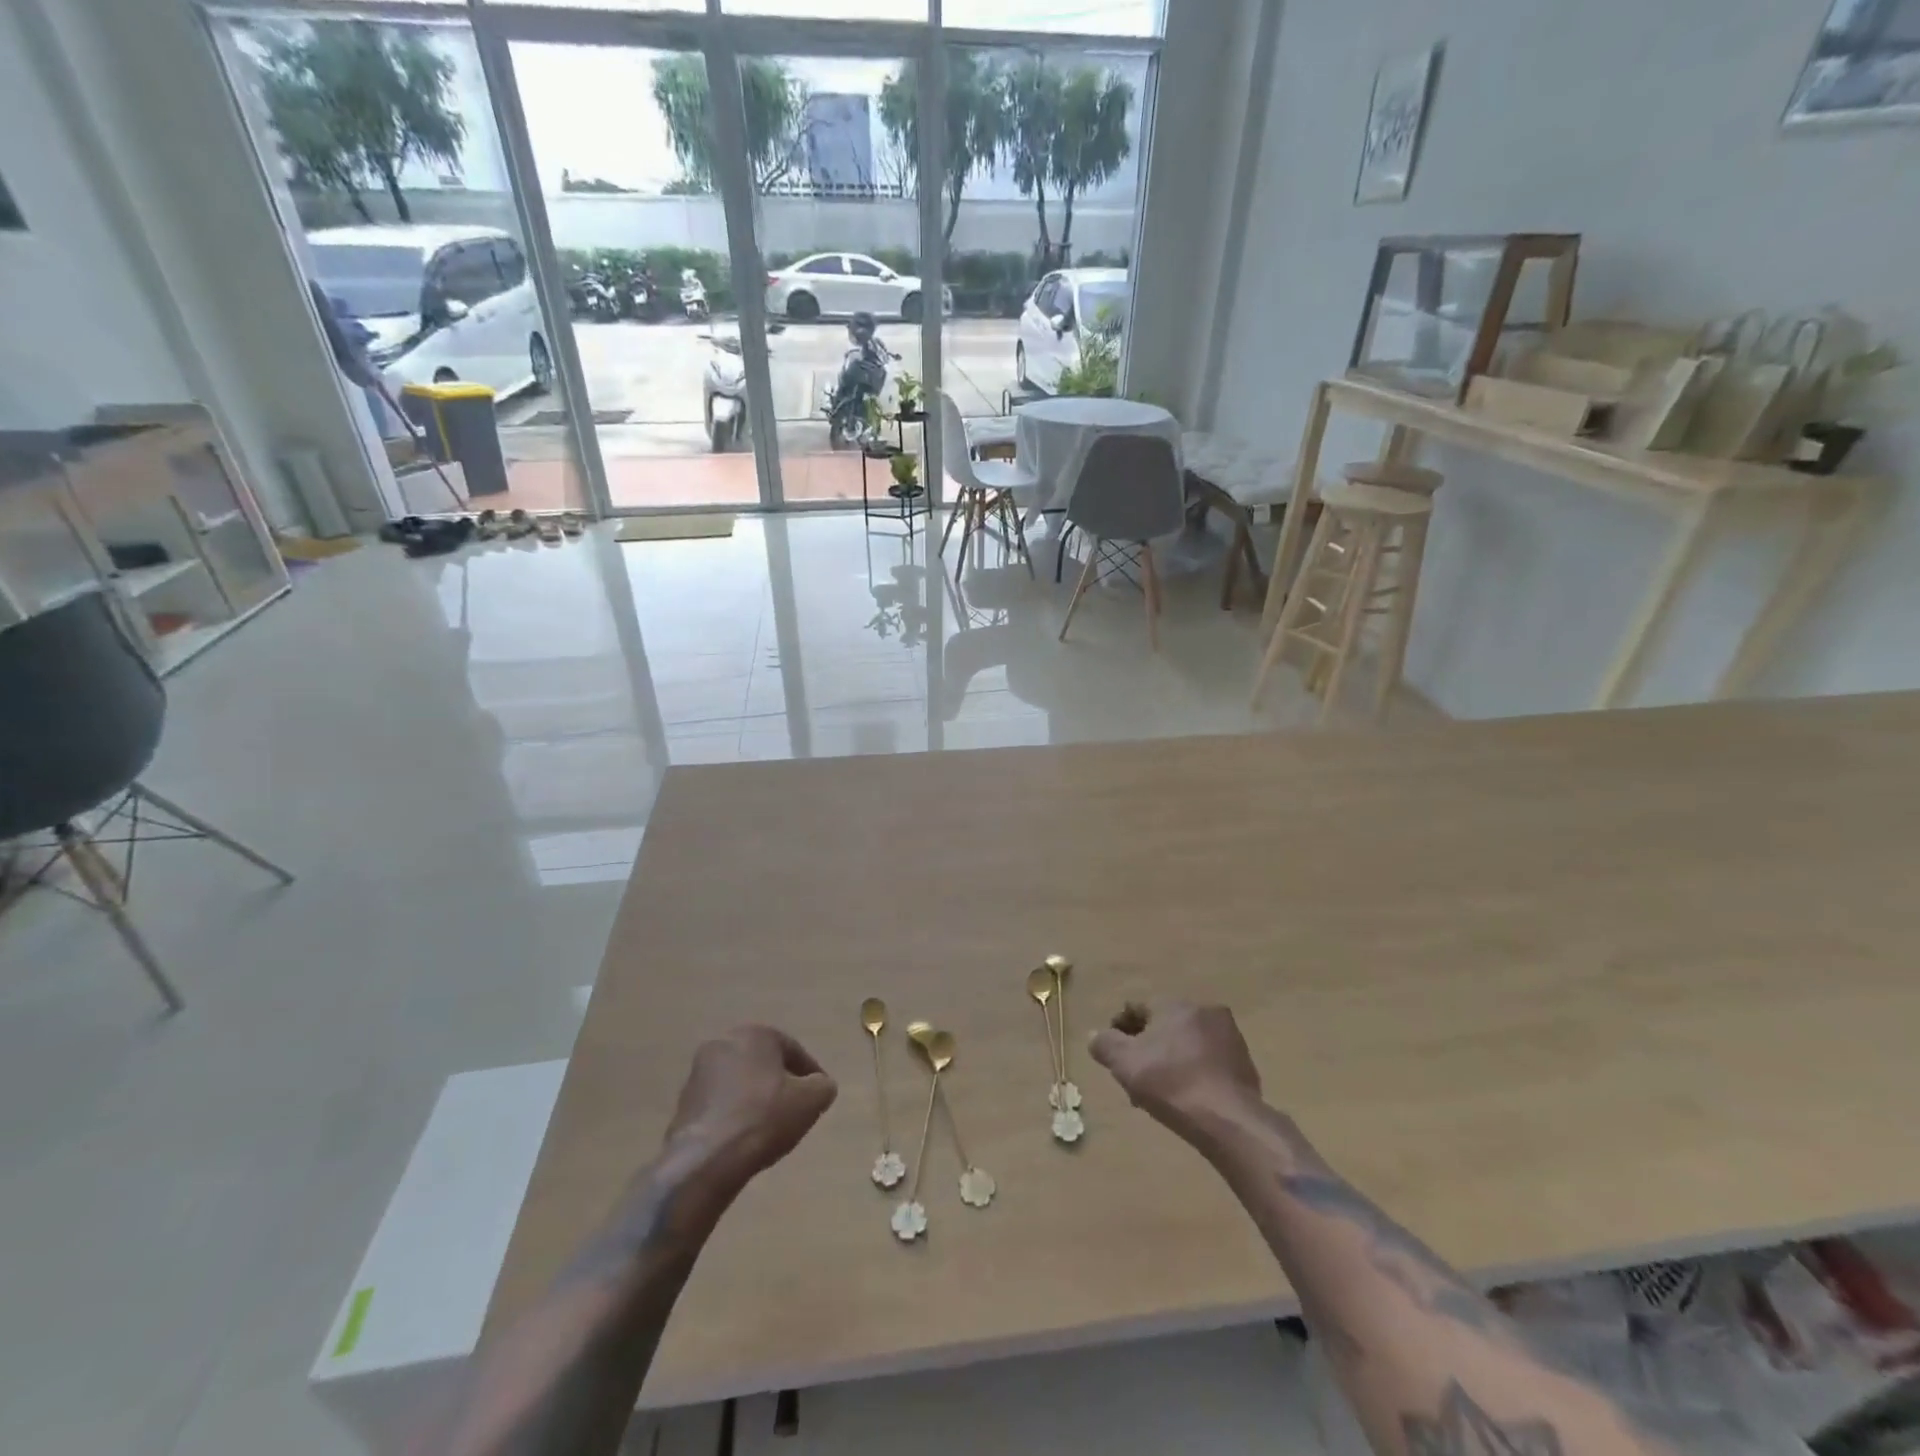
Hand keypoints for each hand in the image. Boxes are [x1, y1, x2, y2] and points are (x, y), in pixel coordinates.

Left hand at [663, 1026, 836, 1199]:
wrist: (706, 1159)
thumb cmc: (764, 1117)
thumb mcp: (811, 1100)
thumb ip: (823, 1086)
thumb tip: (819, 1086)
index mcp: (755, 1034)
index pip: (793, 1050)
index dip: (810, 1075)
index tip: (819, 1098)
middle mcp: (724, 1043)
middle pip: (763, 1064)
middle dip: (779, 1083)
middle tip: (794, 1109)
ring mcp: (698, 1073)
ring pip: (739, 1083)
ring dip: (755, 1099)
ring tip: (769, 1128)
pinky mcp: (683, 1102)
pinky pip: (720, 1104)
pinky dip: (734, 1115)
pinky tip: (744, 1138)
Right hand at [1089, 1001, 1262, 1144]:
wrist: (1227, 1119)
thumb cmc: (1170, 1083)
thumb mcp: (1124, 1063)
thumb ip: (1105, 1044)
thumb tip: (1095, 1035)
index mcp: (1174, 1004)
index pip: (1138, 1008)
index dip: (1120, 1030)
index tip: (1114, 1056)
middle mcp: (1204, 1010)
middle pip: (1164, 1026)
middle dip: (1147, 1049)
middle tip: (1136, 1077)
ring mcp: (1229, 1036)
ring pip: (1188, 1044)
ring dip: (1172, 1061)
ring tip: (1160, 1093)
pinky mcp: (1245, 1063)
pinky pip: (1209, 1062)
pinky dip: (1195, 1073)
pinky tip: (1188, 1099)